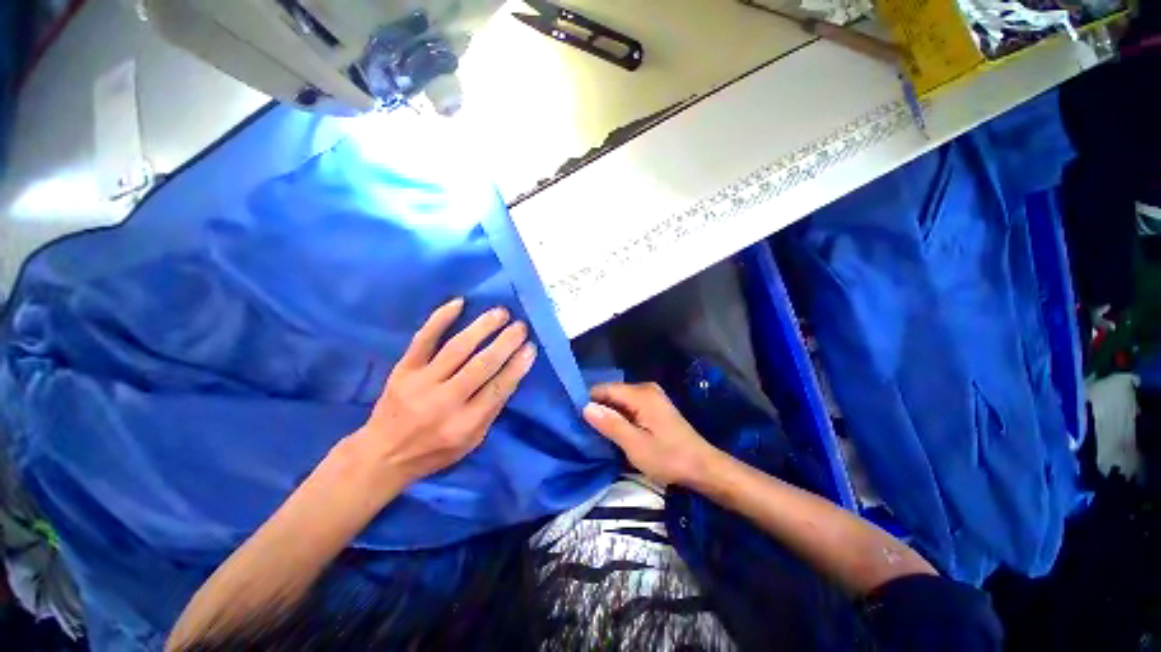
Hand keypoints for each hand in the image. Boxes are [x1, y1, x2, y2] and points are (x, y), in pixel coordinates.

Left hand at [348, 298, 536, 487]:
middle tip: (520, 327)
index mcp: (464, 425)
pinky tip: (459, 303)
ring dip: (482, 327)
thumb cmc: (435, 450)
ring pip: (457, 348)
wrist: (382, 454)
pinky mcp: (403, 370)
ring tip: (501, 313)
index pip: (498, 389)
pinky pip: (423, 339)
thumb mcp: (472, 440)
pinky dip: (440, 319)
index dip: (517, 366)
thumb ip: (492, 408)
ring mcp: (421, 383)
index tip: (531, 347)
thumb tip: (513, 371)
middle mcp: (444, 402)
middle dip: (505, 342)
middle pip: (481, 365)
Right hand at [583, 382, 723, 487]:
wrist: (702, 467)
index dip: (588, 401)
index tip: (575, 419)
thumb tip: (585, 407)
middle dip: (598, 409)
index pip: (604, 389)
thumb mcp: (635, 445)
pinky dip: (620, 417)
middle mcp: (645, 389)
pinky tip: (614, 432)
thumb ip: (611, 424)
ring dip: (608, 415)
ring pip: (619, 401)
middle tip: (584, 430)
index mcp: (640, 394)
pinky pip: (629, 406)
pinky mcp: (654, 407)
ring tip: (595, 433)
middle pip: (611, 394)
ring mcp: (651, 397)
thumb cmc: (669, 458)